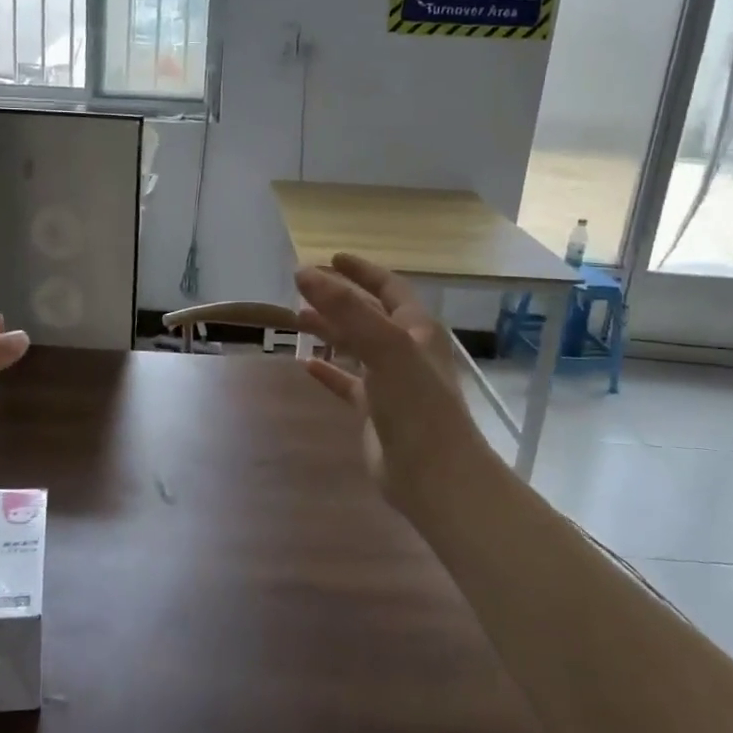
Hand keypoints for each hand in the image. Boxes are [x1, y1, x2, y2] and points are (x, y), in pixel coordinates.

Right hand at [295, 254, 490, 525]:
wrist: (435, 475)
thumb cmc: (416, 404)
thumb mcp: (384, 346)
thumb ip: (345, 308)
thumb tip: (304, 272)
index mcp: (416, 329)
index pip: (388, 288)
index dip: (361, 271)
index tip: (331, 258)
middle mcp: (405, 351)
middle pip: (367, 315)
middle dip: (337, 300)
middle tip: (302, 289)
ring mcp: (390, 382)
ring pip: (355, 347)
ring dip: (329, 332)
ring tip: (296, 320)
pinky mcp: (375, 412)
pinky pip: (347, 383)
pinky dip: (328, 372)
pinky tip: (305, 366)